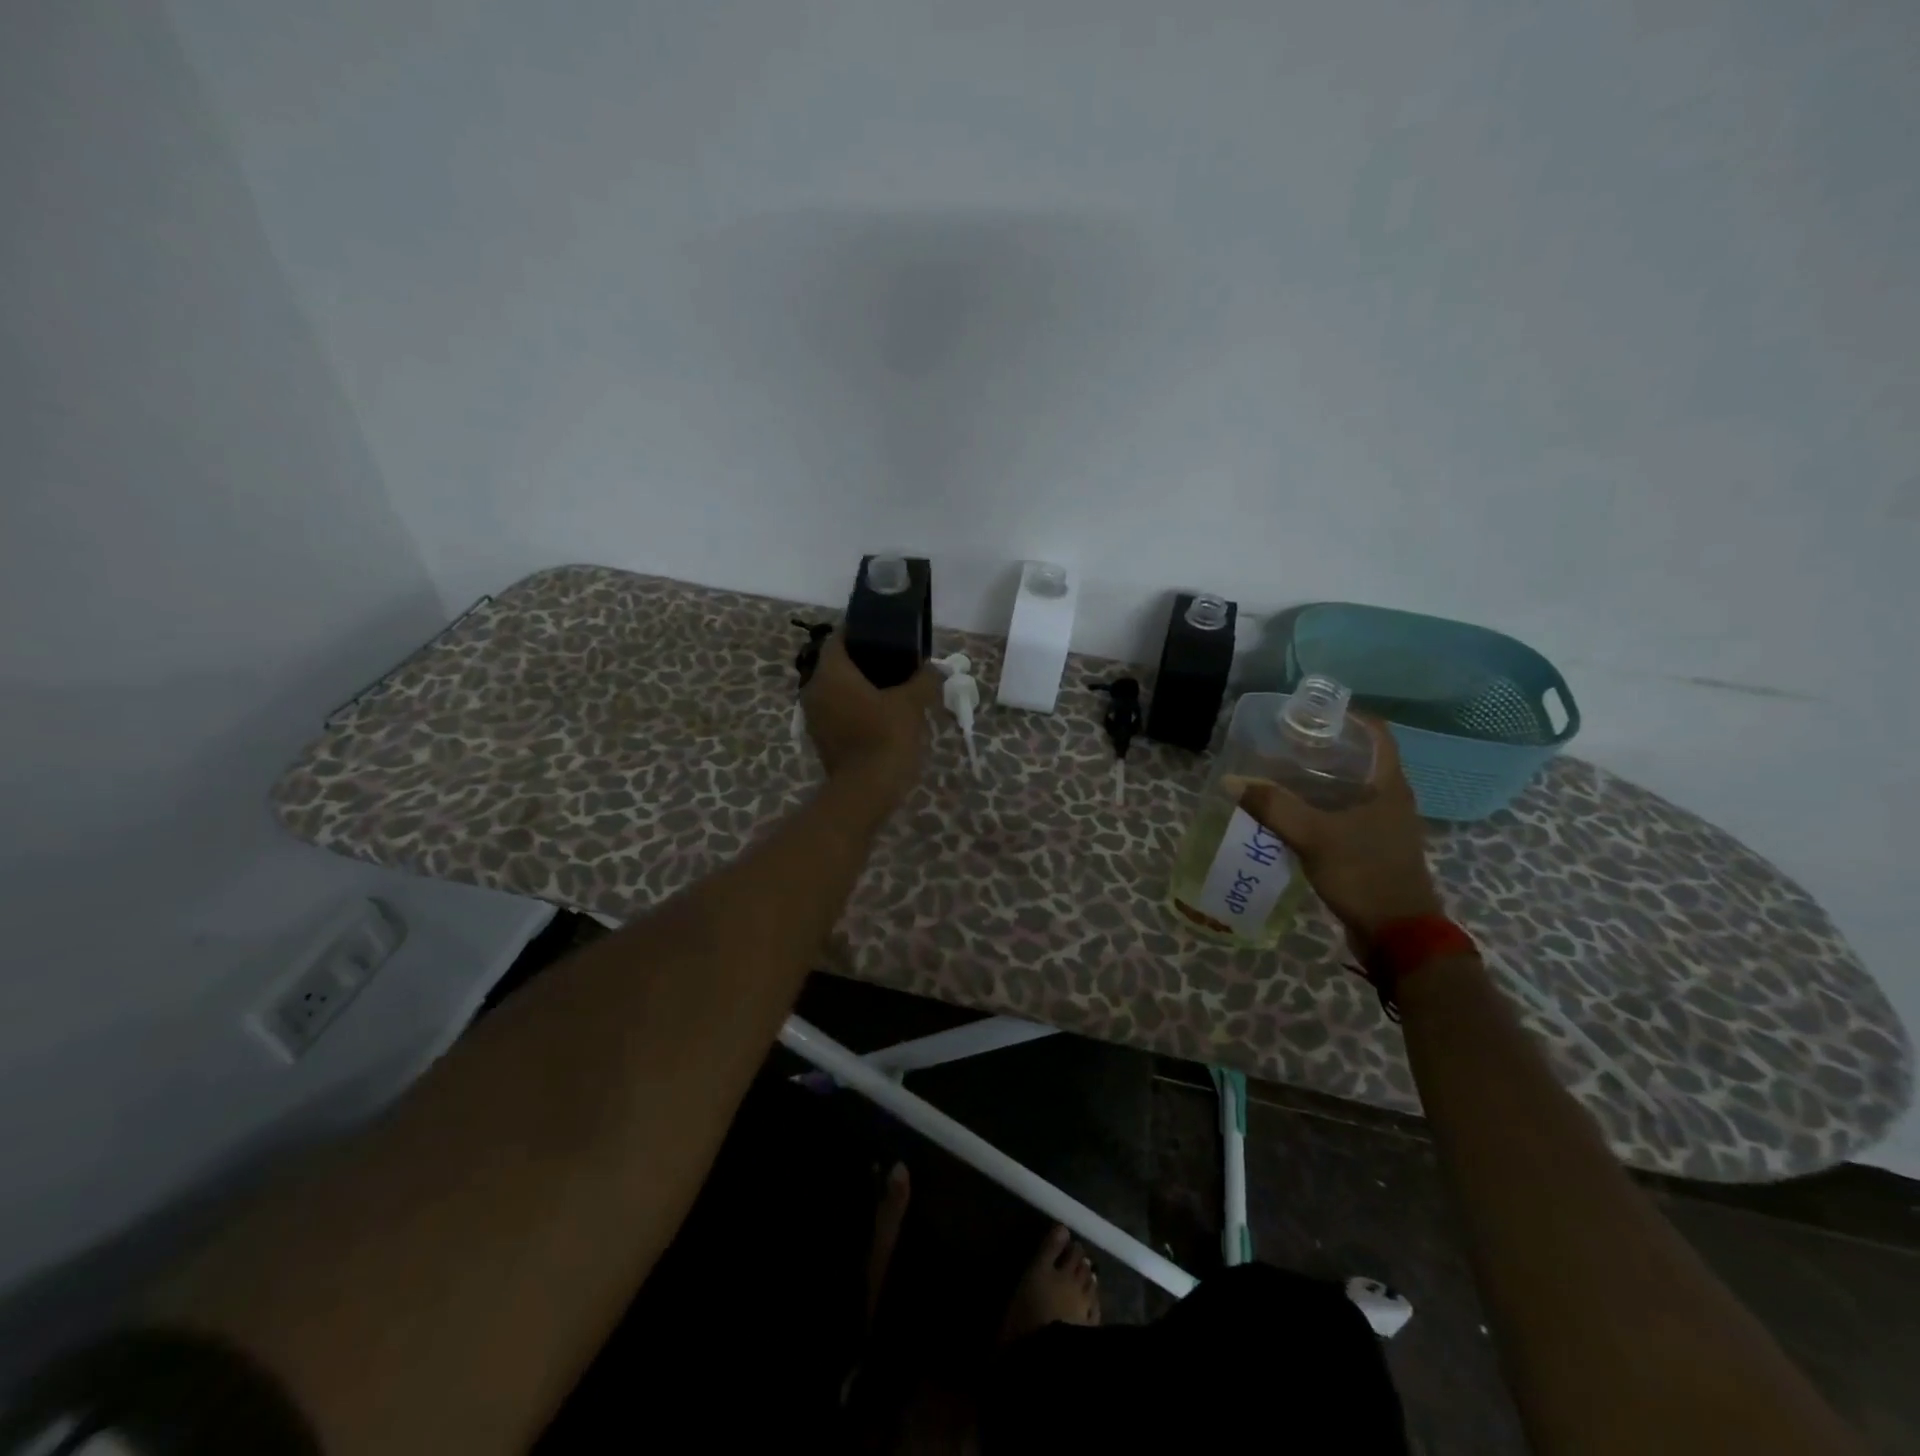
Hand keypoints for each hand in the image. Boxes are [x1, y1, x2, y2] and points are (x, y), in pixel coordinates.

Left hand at [801, 633, 939, 801]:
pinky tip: (882, 713)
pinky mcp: (821, 738)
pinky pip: (838, 711)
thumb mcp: (912, 704)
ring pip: (837, 689)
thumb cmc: (885, 738)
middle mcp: (814, 689)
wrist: (865, 792)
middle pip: (838, 664)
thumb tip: (935, 668)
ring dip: (861, 686)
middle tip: (896, 660)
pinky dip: (856, 707)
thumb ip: (924, 679)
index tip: (887, 633)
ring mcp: (814, 717)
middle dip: (865, 660)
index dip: (862, 631)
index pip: (840, 638)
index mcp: (831, 673)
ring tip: (893, 687)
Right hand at [1229, 719, 1441, 954]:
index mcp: (1389, 786)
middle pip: (1359, 760)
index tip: (1310, 715)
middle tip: (1284, 744)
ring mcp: (1383, 826)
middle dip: (1323, 749)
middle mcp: (1391, 800)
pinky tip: (1290, 814)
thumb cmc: (1364, 874)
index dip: (1347, 718)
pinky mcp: (1372, 849)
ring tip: (1279, 774)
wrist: (1398, 935)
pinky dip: (1318, 808)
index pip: (1376, 734)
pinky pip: (1343, 816)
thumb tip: (1232, 782)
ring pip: (1349, 790)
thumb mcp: (1314, 837)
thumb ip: (1273, 807)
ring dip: (1318, 781)